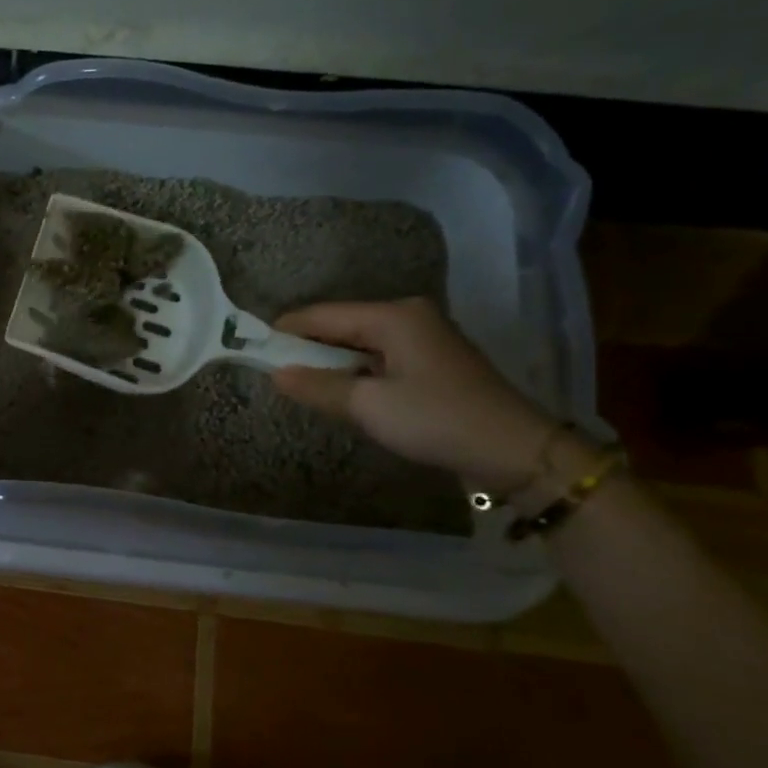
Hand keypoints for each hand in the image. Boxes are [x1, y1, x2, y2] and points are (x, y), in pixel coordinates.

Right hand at [271, 297, 563, 491]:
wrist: (516, 452)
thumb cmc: (437, 420)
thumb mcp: (368, 406)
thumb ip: (317, 386)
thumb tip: (275, 373)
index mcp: (393, 316)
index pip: (322, 315)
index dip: (285, 329)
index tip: (251, 346)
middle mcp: (408, 317)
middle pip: (340, 325)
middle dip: (306, 347)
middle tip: (271, 369)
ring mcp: (424, 338)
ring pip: (359, 343)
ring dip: (330, 361)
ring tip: (299, 383)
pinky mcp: (432, 362)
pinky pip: (378, 357)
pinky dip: (354, 371)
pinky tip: (340, 391)